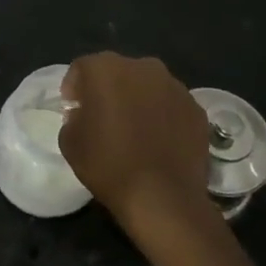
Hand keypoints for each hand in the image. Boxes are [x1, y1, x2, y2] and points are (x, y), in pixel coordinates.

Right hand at [60, 53, 210, 231]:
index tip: (73, 109)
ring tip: (133, 130)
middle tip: (102, 117)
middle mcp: (143, 67)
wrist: (162, 197)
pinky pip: (170, 105)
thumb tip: (85, 114)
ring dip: (137, 100)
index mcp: (106, 69)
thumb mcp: (70, 141)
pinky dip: (162, 116)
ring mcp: (175, 86)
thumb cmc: (108, 165)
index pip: (82, 68)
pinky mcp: (196, 108)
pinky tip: (158, 141)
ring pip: (147, 86)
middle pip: (118, 72)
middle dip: (108, 89)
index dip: (74, 87)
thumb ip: (74, 117)